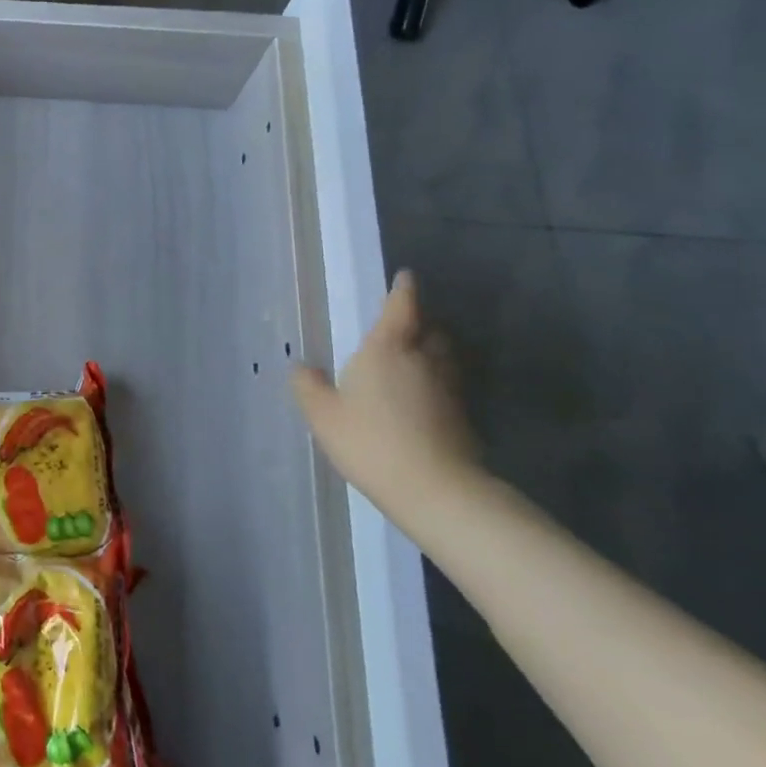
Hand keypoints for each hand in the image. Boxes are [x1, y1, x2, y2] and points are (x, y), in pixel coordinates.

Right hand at [290, 270, 485, 536]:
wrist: (435, 490)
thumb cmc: (370, 440)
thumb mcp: (323, 414)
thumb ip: (309, 386)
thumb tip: (302, 367)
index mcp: (387, 349)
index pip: (401, 308)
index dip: (403, 290)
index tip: (406, 276)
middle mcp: (423, 360)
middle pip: (430, 330)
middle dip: (420, 322)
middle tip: (405, 323)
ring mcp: (448, 389)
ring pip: (443, 357)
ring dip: (432, 350)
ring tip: (414, 357)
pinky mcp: (463, 417)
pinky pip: (448, 386)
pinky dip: (436, 383)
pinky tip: (422, 399)